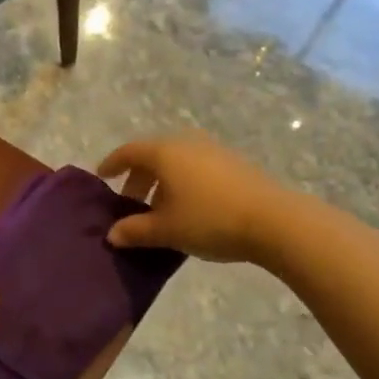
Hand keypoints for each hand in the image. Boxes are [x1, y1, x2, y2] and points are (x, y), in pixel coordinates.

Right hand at [97, 134, 295, 263]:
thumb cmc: (209, 220)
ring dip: (162, 181)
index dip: (112, 163)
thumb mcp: (165, 230)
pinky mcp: (235, 164)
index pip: (128, 152)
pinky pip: (197, 167)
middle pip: (153, 155)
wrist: (275, 221)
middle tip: (131, 201)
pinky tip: (189, 208)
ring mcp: (214, 151)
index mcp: (164, 153)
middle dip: (138, 177)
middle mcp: (187, 144)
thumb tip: (112, 235)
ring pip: (177, 161)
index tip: (103, 176)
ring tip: (160, 209)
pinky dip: (184, 182)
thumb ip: (134, 231)